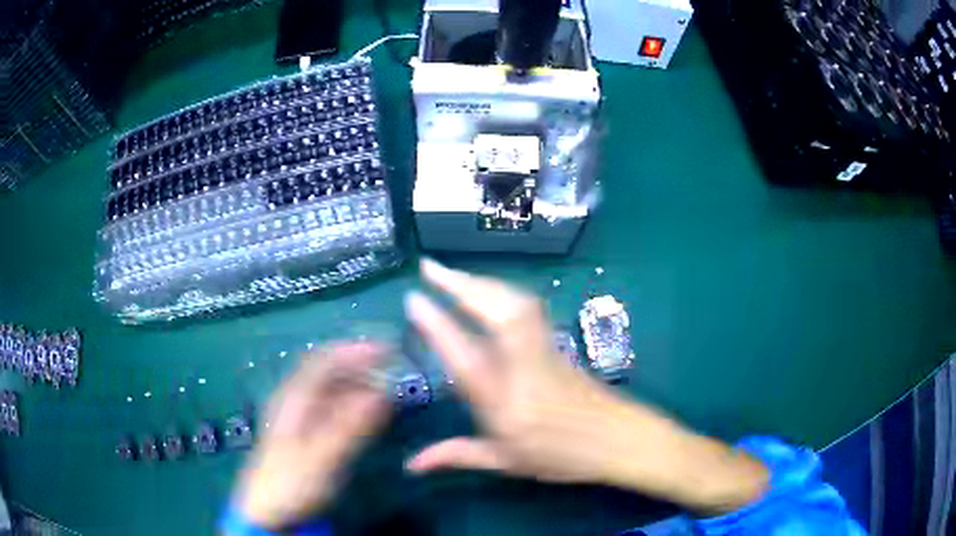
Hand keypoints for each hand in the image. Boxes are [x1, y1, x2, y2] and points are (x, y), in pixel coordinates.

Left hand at [234, 342, 389, 528]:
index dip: (354, 351)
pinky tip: (368, 414)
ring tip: (387, 390)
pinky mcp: (307, 436)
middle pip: (328, 373)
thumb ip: (353, 426)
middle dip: (360, 367)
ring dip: (359, 386)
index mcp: (294, 399)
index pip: (323, 361)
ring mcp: (300, 418)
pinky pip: (333, 410)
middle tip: (392, 370)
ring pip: (332, 391)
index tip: (385, 349)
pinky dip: (353, 406)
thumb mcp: (323, 457)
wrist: (267, 510)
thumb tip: (383, 395)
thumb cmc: (292, 481)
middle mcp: (296, 401)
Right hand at [404, 260, 767, 515]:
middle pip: (495, 314)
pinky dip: (501, 292)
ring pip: (514, 304)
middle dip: (460, 284)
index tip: (415, 298)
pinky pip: (526, 308)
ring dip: (482, 283)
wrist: (620, 440)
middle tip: (430, 266)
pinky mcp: (557, 343)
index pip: (465, 356)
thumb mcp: (505, 462)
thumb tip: (410, 465)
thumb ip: (456, 455)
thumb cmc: (562, 457)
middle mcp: (524, 369)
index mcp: (506, 403)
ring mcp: (545, 351)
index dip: (438, 325)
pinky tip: (489, 292)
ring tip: (453, 275)